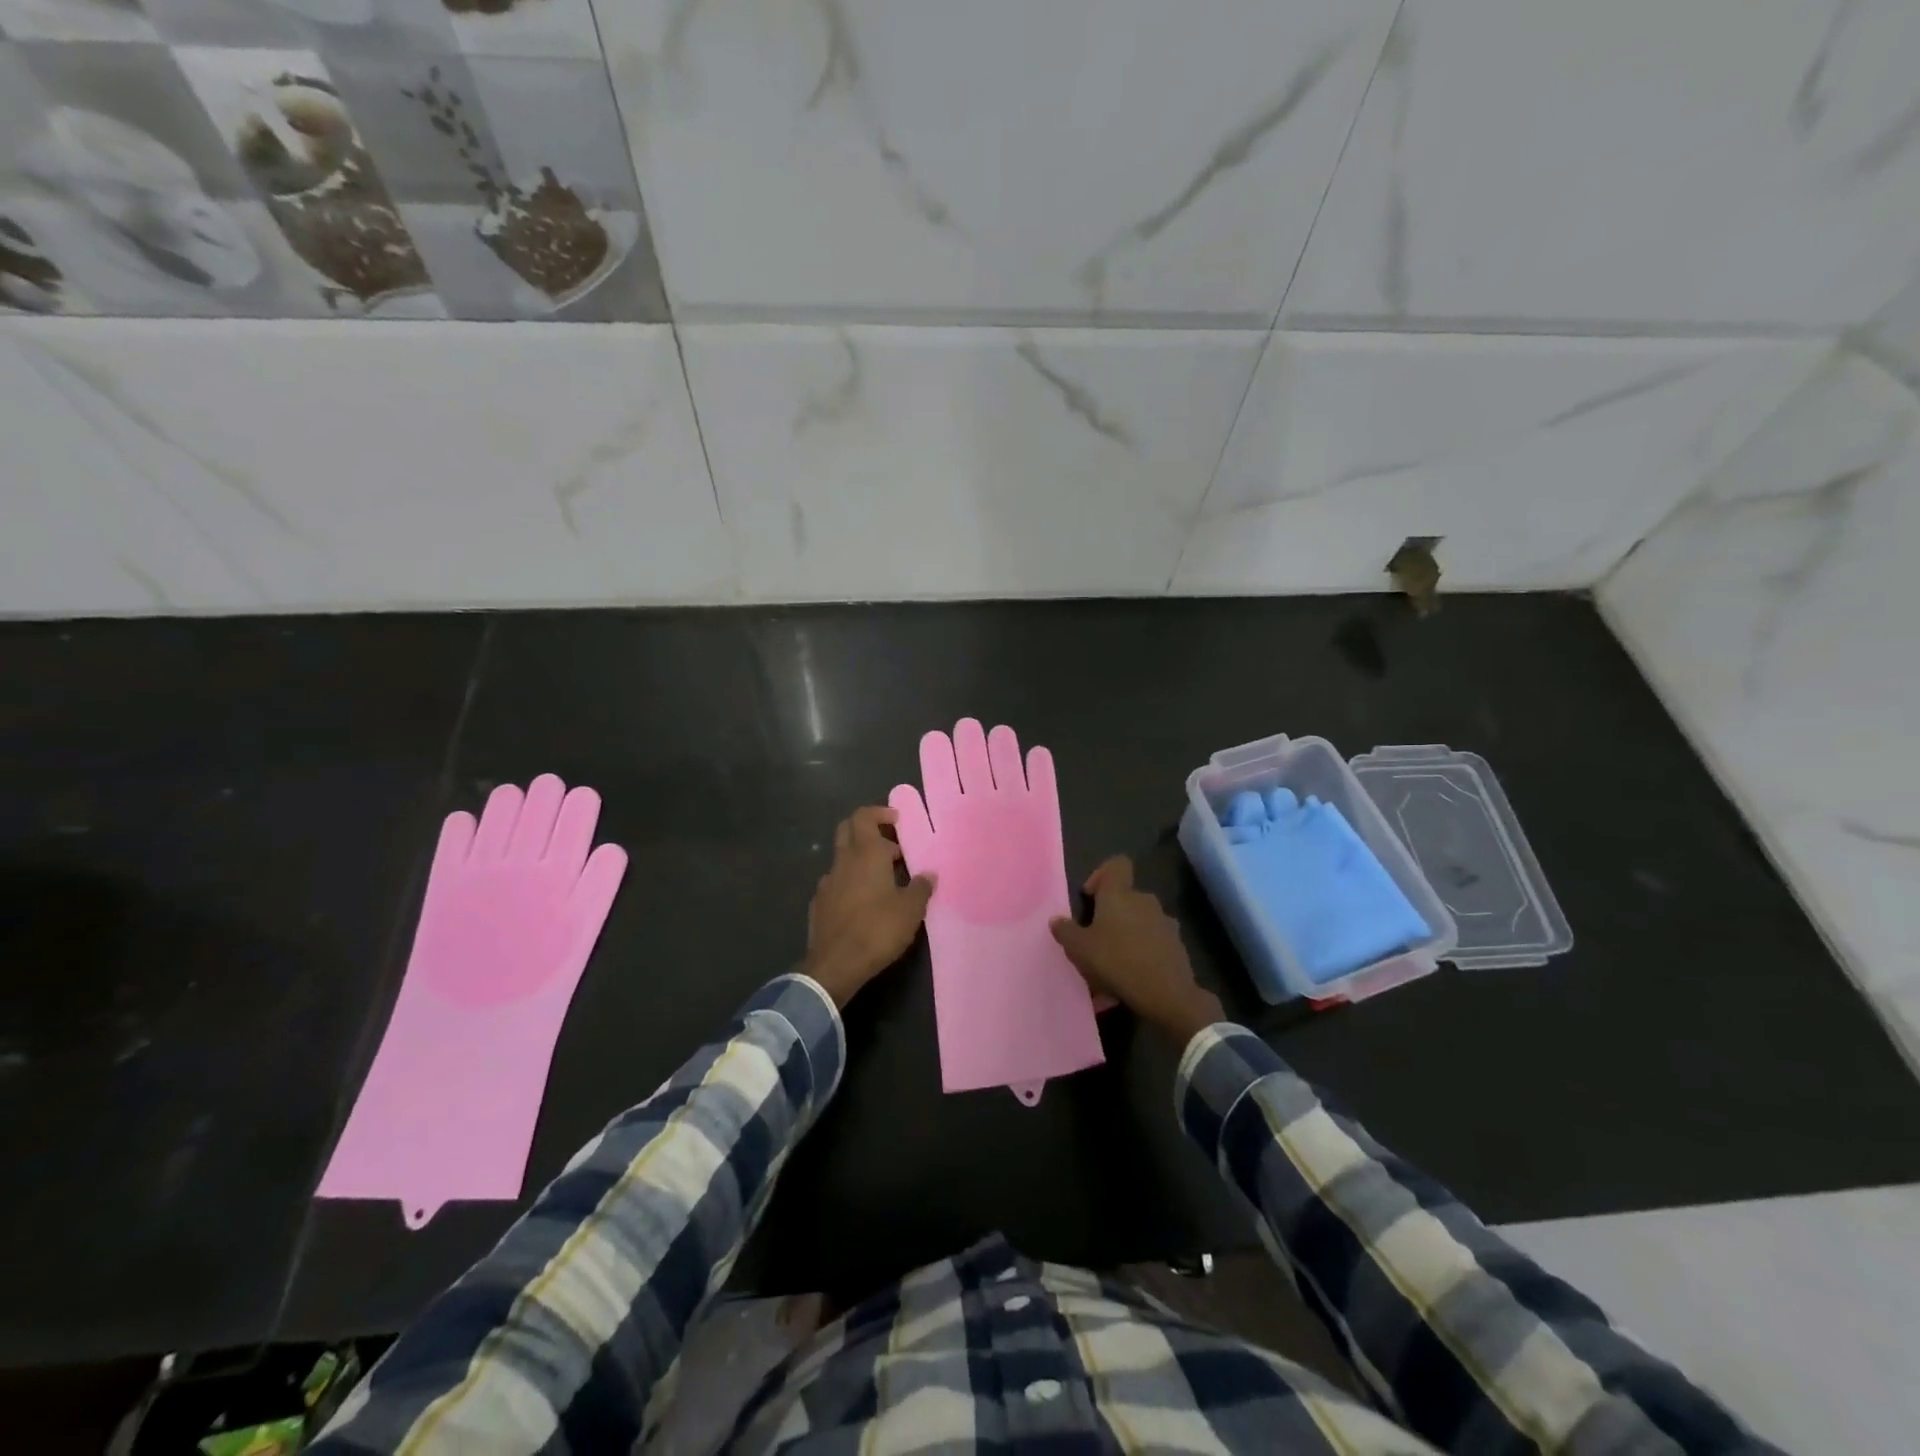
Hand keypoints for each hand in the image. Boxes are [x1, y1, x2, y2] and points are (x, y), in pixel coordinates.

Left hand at [803, 806, 935, 1007]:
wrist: (835, 965)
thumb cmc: (878, 930)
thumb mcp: (911, 910)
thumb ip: (921, 887)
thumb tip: (928, 874)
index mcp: (866, 854)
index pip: (864, 816)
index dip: (880, 812)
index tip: (897, 820)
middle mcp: (843, 861)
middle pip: (848, 829)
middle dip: (868, 830)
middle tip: (891, 846)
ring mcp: (827, 882)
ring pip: (842, 857)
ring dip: (860, 859)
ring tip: (884, 879)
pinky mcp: (818, 904)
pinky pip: (836, 882)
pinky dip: (850, 882)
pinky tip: (863, 902)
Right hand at [1050, 856, 1221, 1043]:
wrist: (1167, 994)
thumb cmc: (1116, 962)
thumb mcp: (1079, 949)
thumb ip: (1065, 931)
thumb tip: (1056, 919)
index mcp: (1119, 894)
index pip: (1116, 864)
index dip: (1101, 874)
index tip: (1090, 897)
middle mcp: (1144, 900)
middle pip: (1126, 896)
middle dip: (1111, 914)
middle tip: (1096, 938)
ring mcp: (1165, 921)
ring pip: (1140, 920)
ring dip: (1127, 934)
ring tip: (1113, 963)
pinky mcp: (1177, 944)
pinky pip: (1153, 940)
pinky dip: (1142, 951)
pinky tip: (1132, 977)